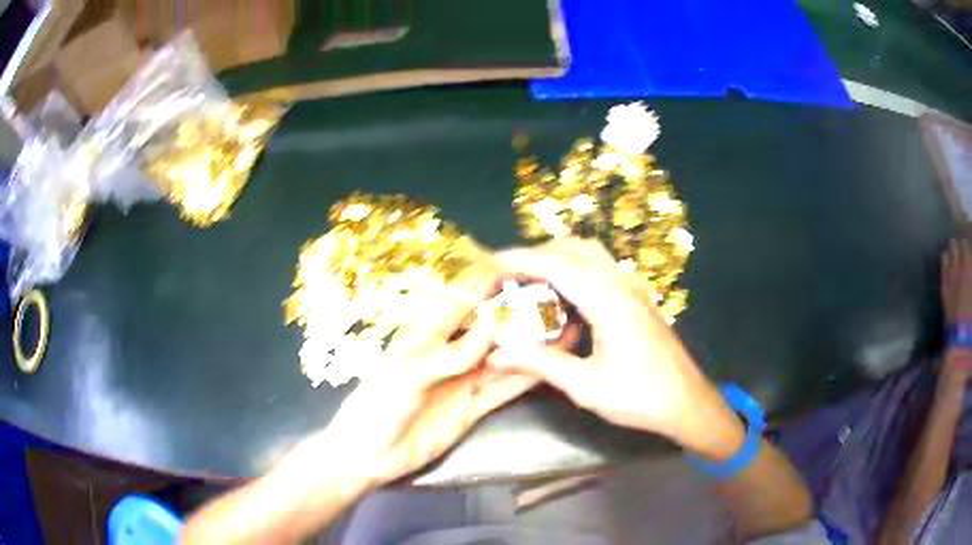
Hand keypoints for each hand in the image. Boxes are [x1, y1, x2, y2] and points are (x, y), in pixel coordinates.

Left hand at [294, 263, 537, 490]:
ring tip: (563, 328)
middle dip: (518, 313)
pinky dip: (526, 377)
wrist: (369, 455)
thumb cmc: (376, 406)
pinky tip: (548, 366)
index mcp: (426, 334)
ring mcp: (464, 381)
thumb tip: (492, 324)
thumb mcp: (408, 375)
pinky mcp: (473, 407)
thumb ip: (451, 354)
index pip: (462, 299)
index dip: (489, 282)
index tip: (520, 267)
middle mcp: (450, 353)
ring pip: (503, 357)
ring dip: (529, 345)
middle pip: (489, 327)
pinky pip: (504, 388)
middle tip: (554, 298)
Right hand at [486, 239, 744, 459]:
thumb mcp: (585, 386)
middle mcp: (622, 285)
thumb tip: (495, 354)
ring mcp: (633, 290)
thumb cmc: (639, 397)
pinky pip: (602, 269)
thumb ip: (540, 363)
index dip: (520, 259)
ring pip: (591, 255)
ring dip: (558, 257)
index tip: (490, 261)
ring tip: (530, 278)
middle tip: (508, 273)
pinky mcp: (638, 299)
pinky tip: (564, 295)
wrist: (686, 402)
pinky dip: (575, 268)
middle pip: (575, 248)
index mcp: (609, 301)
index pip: (557, 265)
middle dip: (537, 253)